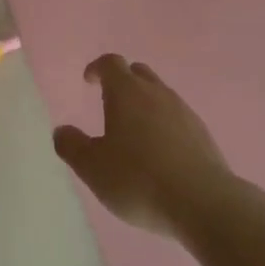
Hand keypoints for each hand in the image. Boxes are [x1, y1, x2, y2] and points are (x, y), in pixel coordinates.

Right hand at [52, 54, 233, 239]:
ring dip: (145, 104)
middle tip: (110, 102)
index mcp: (127, 93)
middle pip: (138, 73)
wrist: (203, 202)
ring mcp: (184, 112)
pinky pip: (177, 118)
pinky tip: (160, 152)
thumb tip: (62, 130)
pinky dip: (164, 125)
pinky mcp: (202, 134)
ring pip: (160, 95)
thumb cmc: (138, 179)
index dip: (97, 68)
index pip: (111, 63)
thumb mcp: (93, 167)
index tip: (88, 80)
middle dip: (122, 81)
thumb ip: (72, 146)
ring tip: (134, 132)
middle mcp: (157, 93)